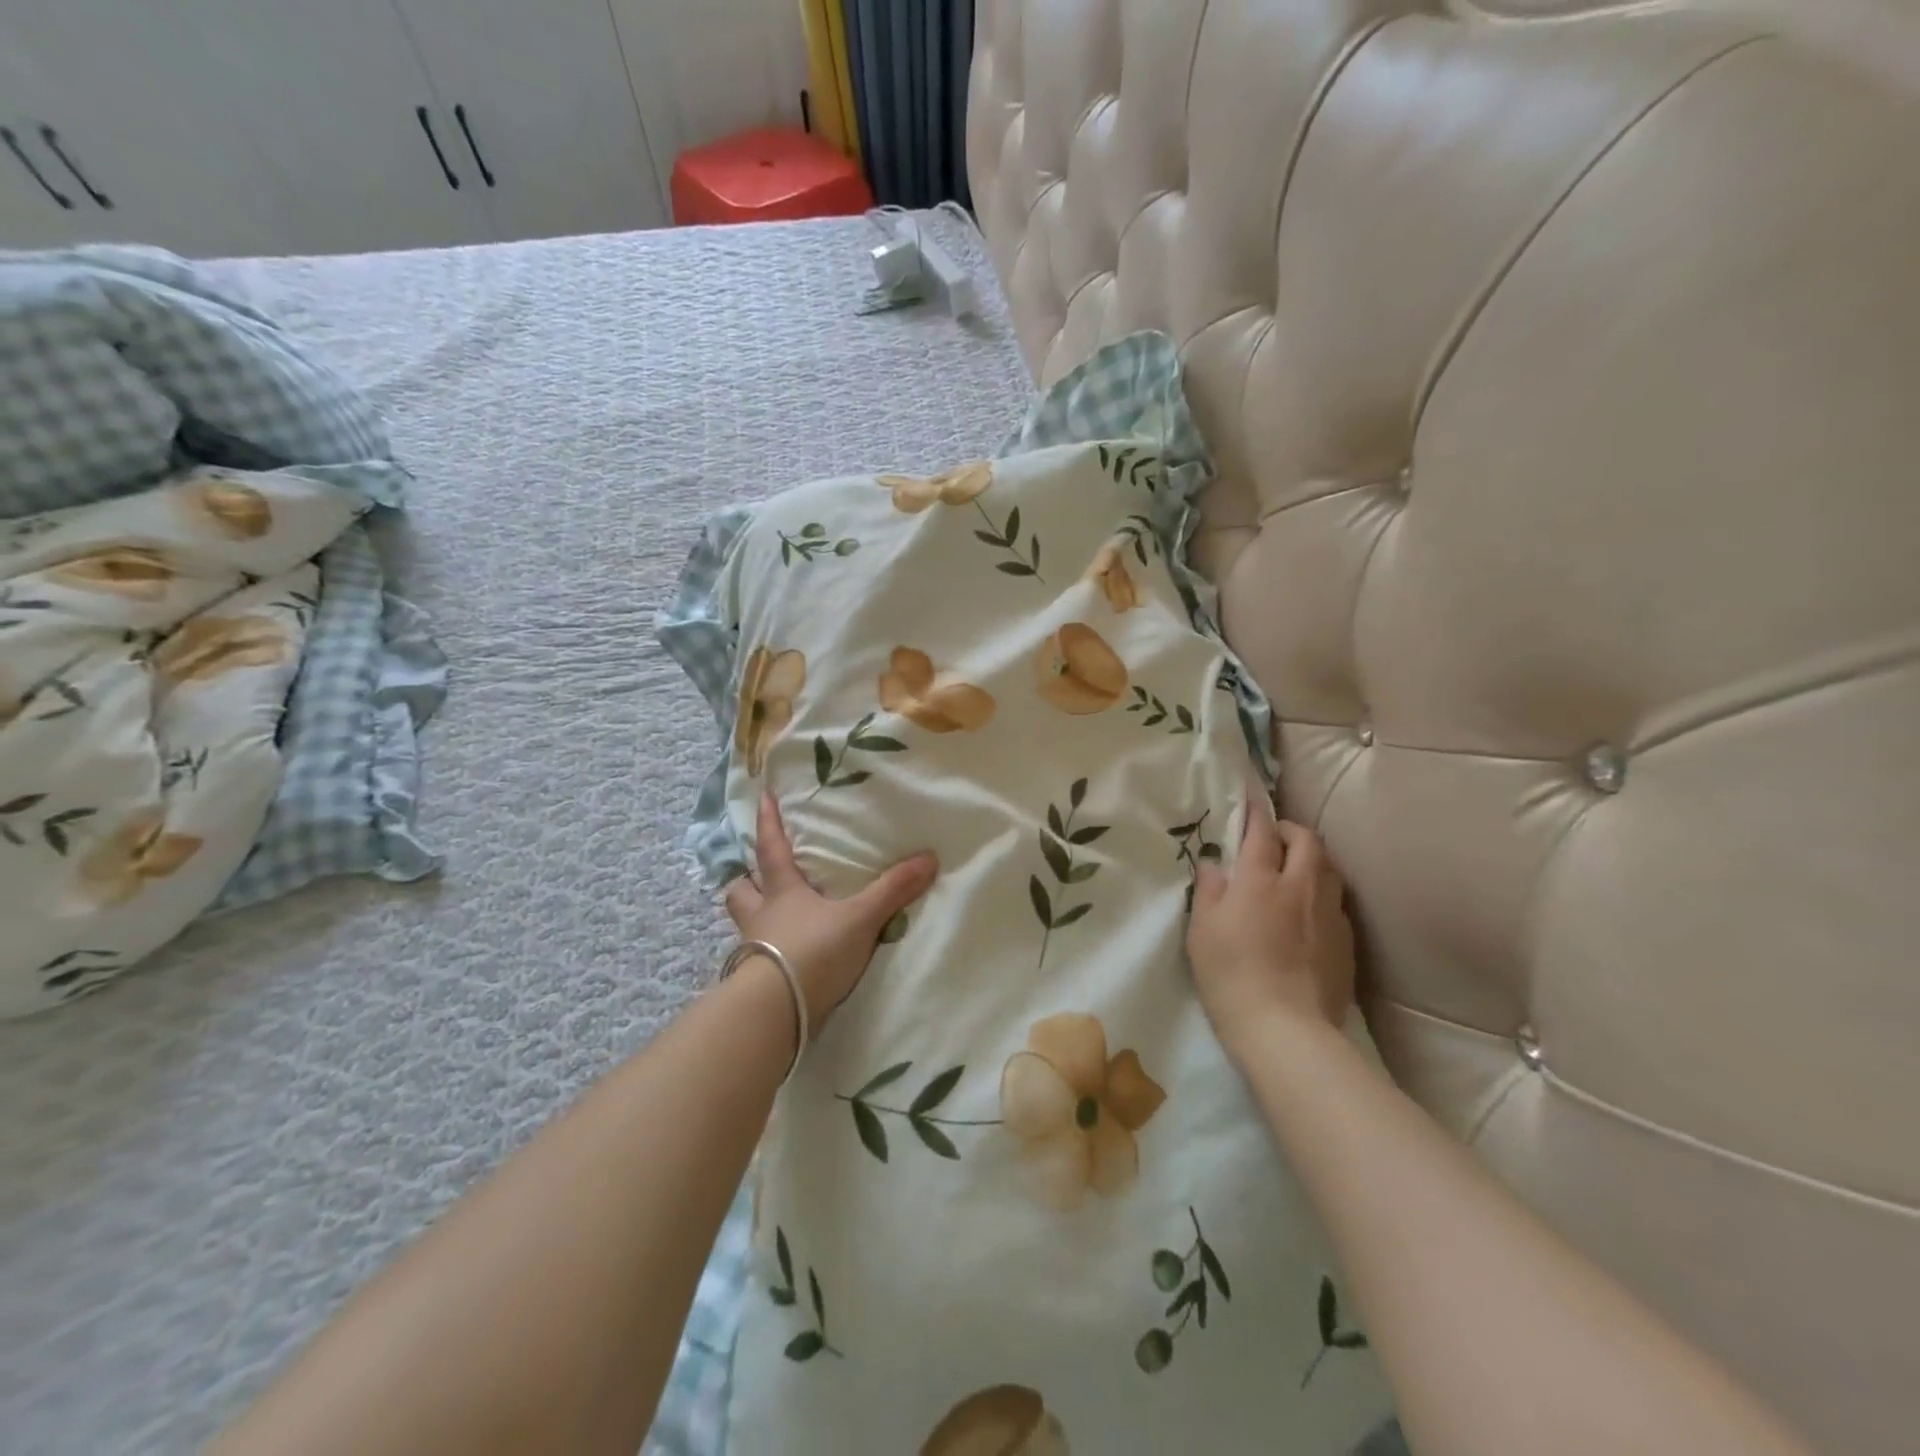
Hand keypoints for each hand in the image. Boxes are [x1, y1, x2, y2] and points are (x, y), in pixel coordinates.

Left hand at [724, 792, 937, 1027]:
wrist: (777, 1012)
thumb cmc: (813, 951)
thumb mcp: (860, 918)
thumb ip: (893, 890)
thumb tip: (930, 857)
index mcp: (782, 892)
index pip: (771, 848)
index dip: (768, 822)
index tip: (762, 796)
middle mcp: (761, 917)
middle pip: (742, 889)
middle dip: (747, 877)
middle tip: (754, 872)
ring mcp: (754, 950)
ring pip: (743, 923)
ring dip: (752, 914)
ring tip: (767, 913)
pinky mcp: (756, 981)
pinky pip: (755, 956)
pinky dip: (764, 951)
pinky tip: (780, 955)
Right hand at [1187, 794, 1354, 1057]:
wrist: (1286, 1029)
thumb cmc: (1231, 975)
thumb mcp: (1202, 931)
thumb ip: (1209, 890)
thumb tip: (1214, 863)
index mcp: (1261, 881)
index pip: (1262, 832)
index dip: (1256, 813)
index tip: (1251, 800)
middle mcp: (1301, 887)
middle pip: (1308, 841)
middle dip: (1292, 830)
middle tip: (1276, 836)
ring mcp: (1329, 915)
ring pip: (1329, 869)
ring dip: (1313, 859)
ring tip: (1296, 868)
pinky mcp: (1346, 943)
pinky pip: (1336, 902)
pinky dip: (1322, 893)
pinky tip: (1309, 912)